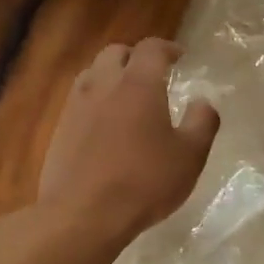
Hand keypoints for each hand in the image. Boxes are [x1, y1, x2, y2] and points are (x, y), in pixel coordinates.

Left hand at [38, 38, 219, 245]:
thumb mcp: (190, 156)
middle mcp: (104, 84)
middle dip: (135, 57)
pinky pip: (79, 100)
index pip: (151, 48)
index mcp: (138, 84)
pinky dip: (95, 101)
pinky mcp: (60, 129)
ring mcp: (76, 106)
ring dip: (111, 76)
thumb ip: (202, 122)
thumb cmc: (144, 182)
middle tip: (152, 74)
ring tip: (126, 96)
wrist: (83, 214)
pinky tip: (105, 125)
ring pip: (92, 74)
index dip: (167, 48)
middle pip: (116, 53)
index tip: (179, 58)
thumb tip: (203, 101)